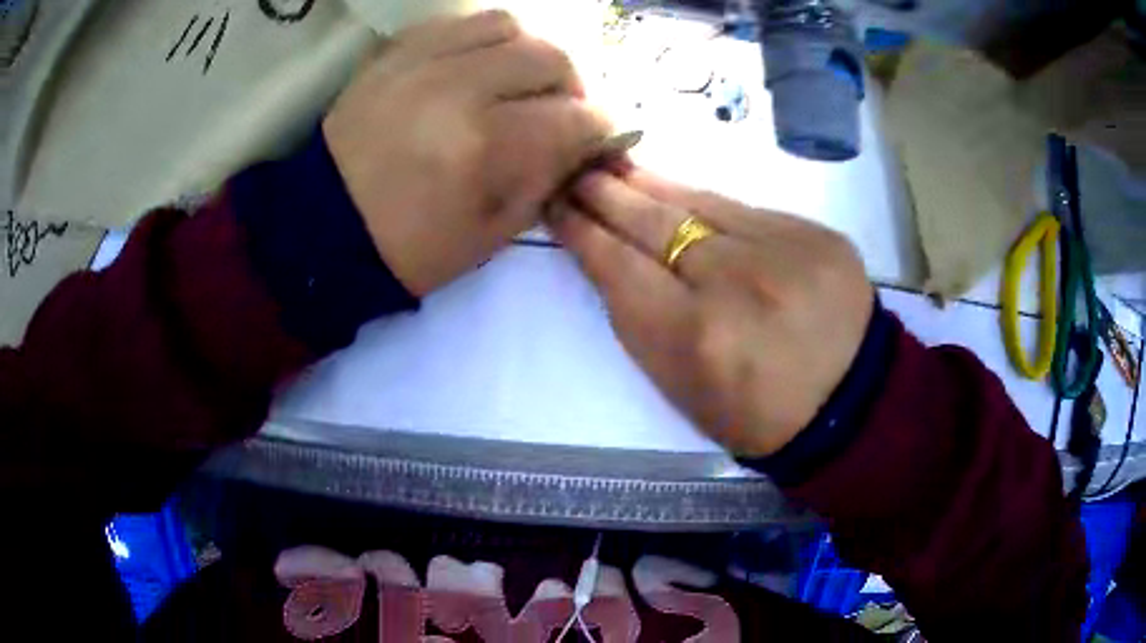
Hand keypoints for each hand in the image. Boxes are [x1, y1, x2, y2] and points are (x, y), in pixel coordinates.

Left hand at [324, 11, 610, 295]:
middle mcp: (456, 88)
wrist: (322, 229)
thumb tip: (581, 143)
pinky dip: (483, 39)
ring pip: (507, 25)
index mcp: (482, 147)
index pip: (573, 117)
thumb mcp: (490, 235)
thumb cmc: (406, 248)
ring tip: (521, 80)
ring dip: (529, 52)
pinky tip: (480, 65)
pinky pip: (457, 22)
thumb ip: (545, 180)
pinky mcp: (393, 53)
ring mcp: (420, 61)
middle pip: (549, 57)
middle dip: (572, 85)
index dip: (601, 127)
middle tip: (561, 110)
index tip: (598, 137)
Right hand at [551, 169, 873, 455]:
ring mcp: (781, 249)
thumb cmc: (757, 417)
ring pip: (696, 202)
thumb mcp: (683, 390)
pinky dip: (701, 198)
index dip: (583, 233)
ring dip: (647, 184)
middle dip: (604, 194)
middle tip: (574, 171)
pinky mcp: (813, 233)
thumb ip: (643, 324)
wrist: (850, 406)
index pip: (619, 267)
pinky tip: (676, 187)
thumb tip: (613, 259)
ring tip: (613, 165)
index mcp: (694, 339)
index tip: (557, 206)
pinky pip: (742, 207)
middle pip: (652, 224)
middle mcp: (734, 282)